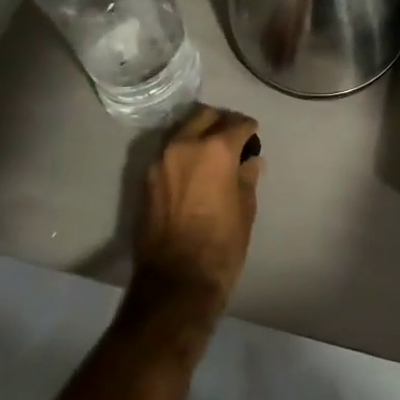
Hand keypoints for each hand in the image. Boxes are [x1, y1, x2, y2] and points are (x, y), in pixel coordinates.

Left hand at [132, 107, 263, 316]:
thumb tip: (251, 161)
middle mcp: (185, 144)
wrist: (175, 283)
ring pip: (183, 129)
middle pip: (205, 116)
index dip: (249, 130)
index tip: (253, 138)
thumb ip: (247, 177)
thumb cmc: (220, 246)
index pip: (238, 124)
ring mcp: (161, 159)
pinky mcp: (146, 178)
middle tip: (232, 138)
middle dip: (221, 122)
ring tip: (210, 152)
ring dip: (198, 133)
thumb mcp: (245, 209)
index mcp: (215, 148)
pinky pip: (168, 151)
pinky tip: (192, 168)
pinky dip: (182, 151)